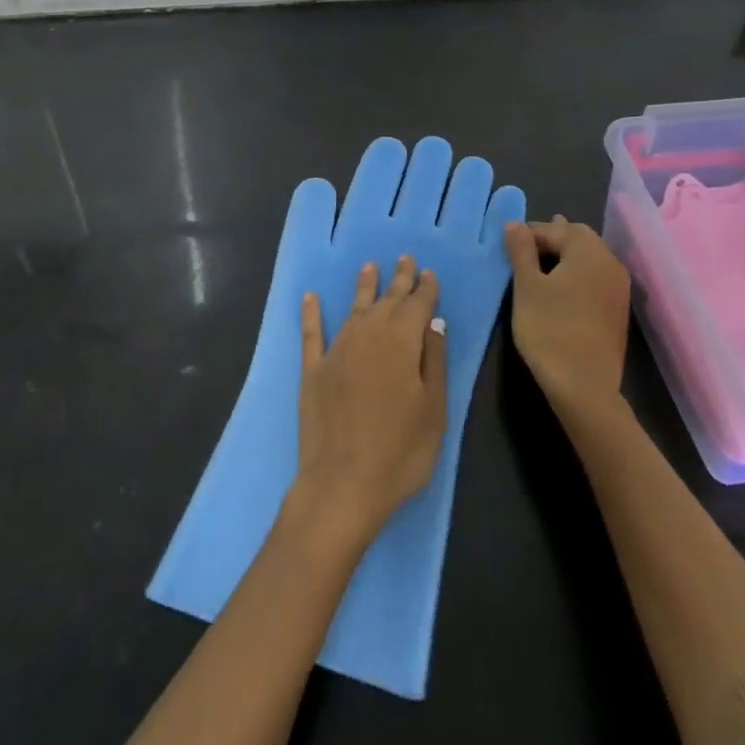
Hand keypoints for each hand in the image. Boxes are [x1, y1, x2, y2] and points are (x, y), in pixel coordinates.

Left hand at [292, 255, 447, 548]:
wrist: (342, 485)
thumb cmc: (400, 451)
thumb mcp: (434, 410)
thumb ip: (434, 361)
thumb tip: (434, 322)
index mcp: (402, 342)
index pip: (417, 305)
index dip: (424, 288)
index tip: (428, 273)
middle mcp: (368, 335)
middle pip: (387, 300)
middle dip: (398, 279)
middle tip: (404, 259)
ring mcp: (337, 350)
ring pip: (353, 308)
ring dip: (363, 286)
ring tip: (369, 267)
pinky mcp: (313, 369)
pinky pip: (312, 332)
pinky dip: (312, 313)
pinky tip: (310, 297)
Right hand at [505, 217, 631, 428]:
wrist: (584, 386)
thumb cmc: (549, 328)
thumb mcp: (527, 286)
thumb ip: (521, 250)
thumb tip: (515, 223)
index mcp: (589, 251)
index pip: (555, 229)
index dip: (529, 232)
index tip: (507, 242)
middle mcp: (610, 263)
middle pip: (579, 238)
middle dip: (552, 237)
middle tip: (524, 245)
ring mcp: (618, 288)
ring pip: (590, 258)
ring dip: (565, 255)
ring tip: (541, 261)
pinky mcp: (618, 310)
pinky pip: (595, 278)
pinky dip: (577, 274)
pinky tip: (561, 285)